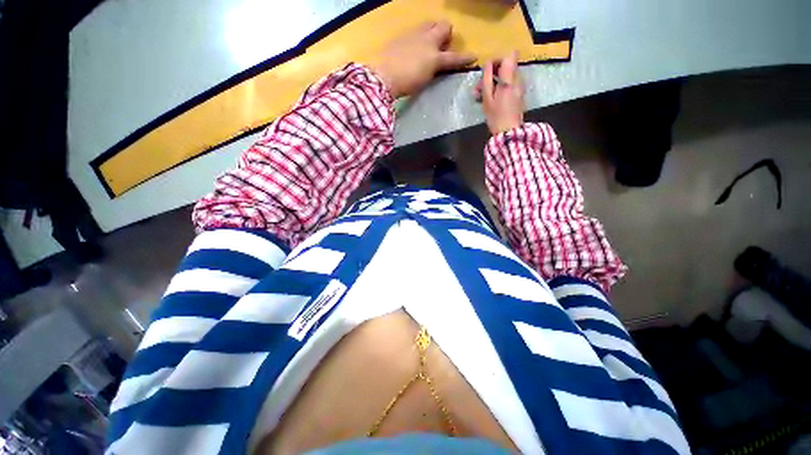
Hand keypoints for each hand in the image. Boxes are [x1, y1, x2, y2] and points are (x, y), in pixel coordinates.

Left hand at [370, 21, 474, 98]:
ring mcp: (414, 35)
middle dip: (446, 33)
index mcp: (434, 57)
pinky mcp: (402, 36)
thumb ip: (433, 70)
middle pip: (443, 26)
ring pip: (429, 23)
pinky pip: (415, 30)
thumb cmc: (405, 84)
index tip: (473, 57)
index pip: (453, 57)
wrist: (383, 76)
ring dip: (433, 30)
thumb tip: (437, 65)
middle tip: (442, 45)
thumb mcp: (424, 80)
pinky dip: (419, 36)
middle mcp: (427, 41)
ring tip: (428, 44)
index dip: (464, 58)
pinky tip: (413, 47)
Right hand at [476, 51, 524, 134]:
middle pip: (507, 66)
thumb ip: (487, 79)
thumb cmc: (496, 117)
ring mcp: (520, 87)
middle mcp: (518, 80)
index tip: (488, 70)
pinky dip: (500, 88)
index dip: (498, 59)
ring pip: (507, 76)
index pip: (509, 55)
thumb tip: (487, 63)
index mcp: (509, 79)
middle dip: (493, 73)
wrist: (509, 132)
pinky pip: (509, 84)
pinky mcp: (519, 94)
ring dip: (494, 82)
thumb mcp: (487, 98)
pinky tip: (491, 100)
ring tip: (482, 96)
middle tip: (480, 87)